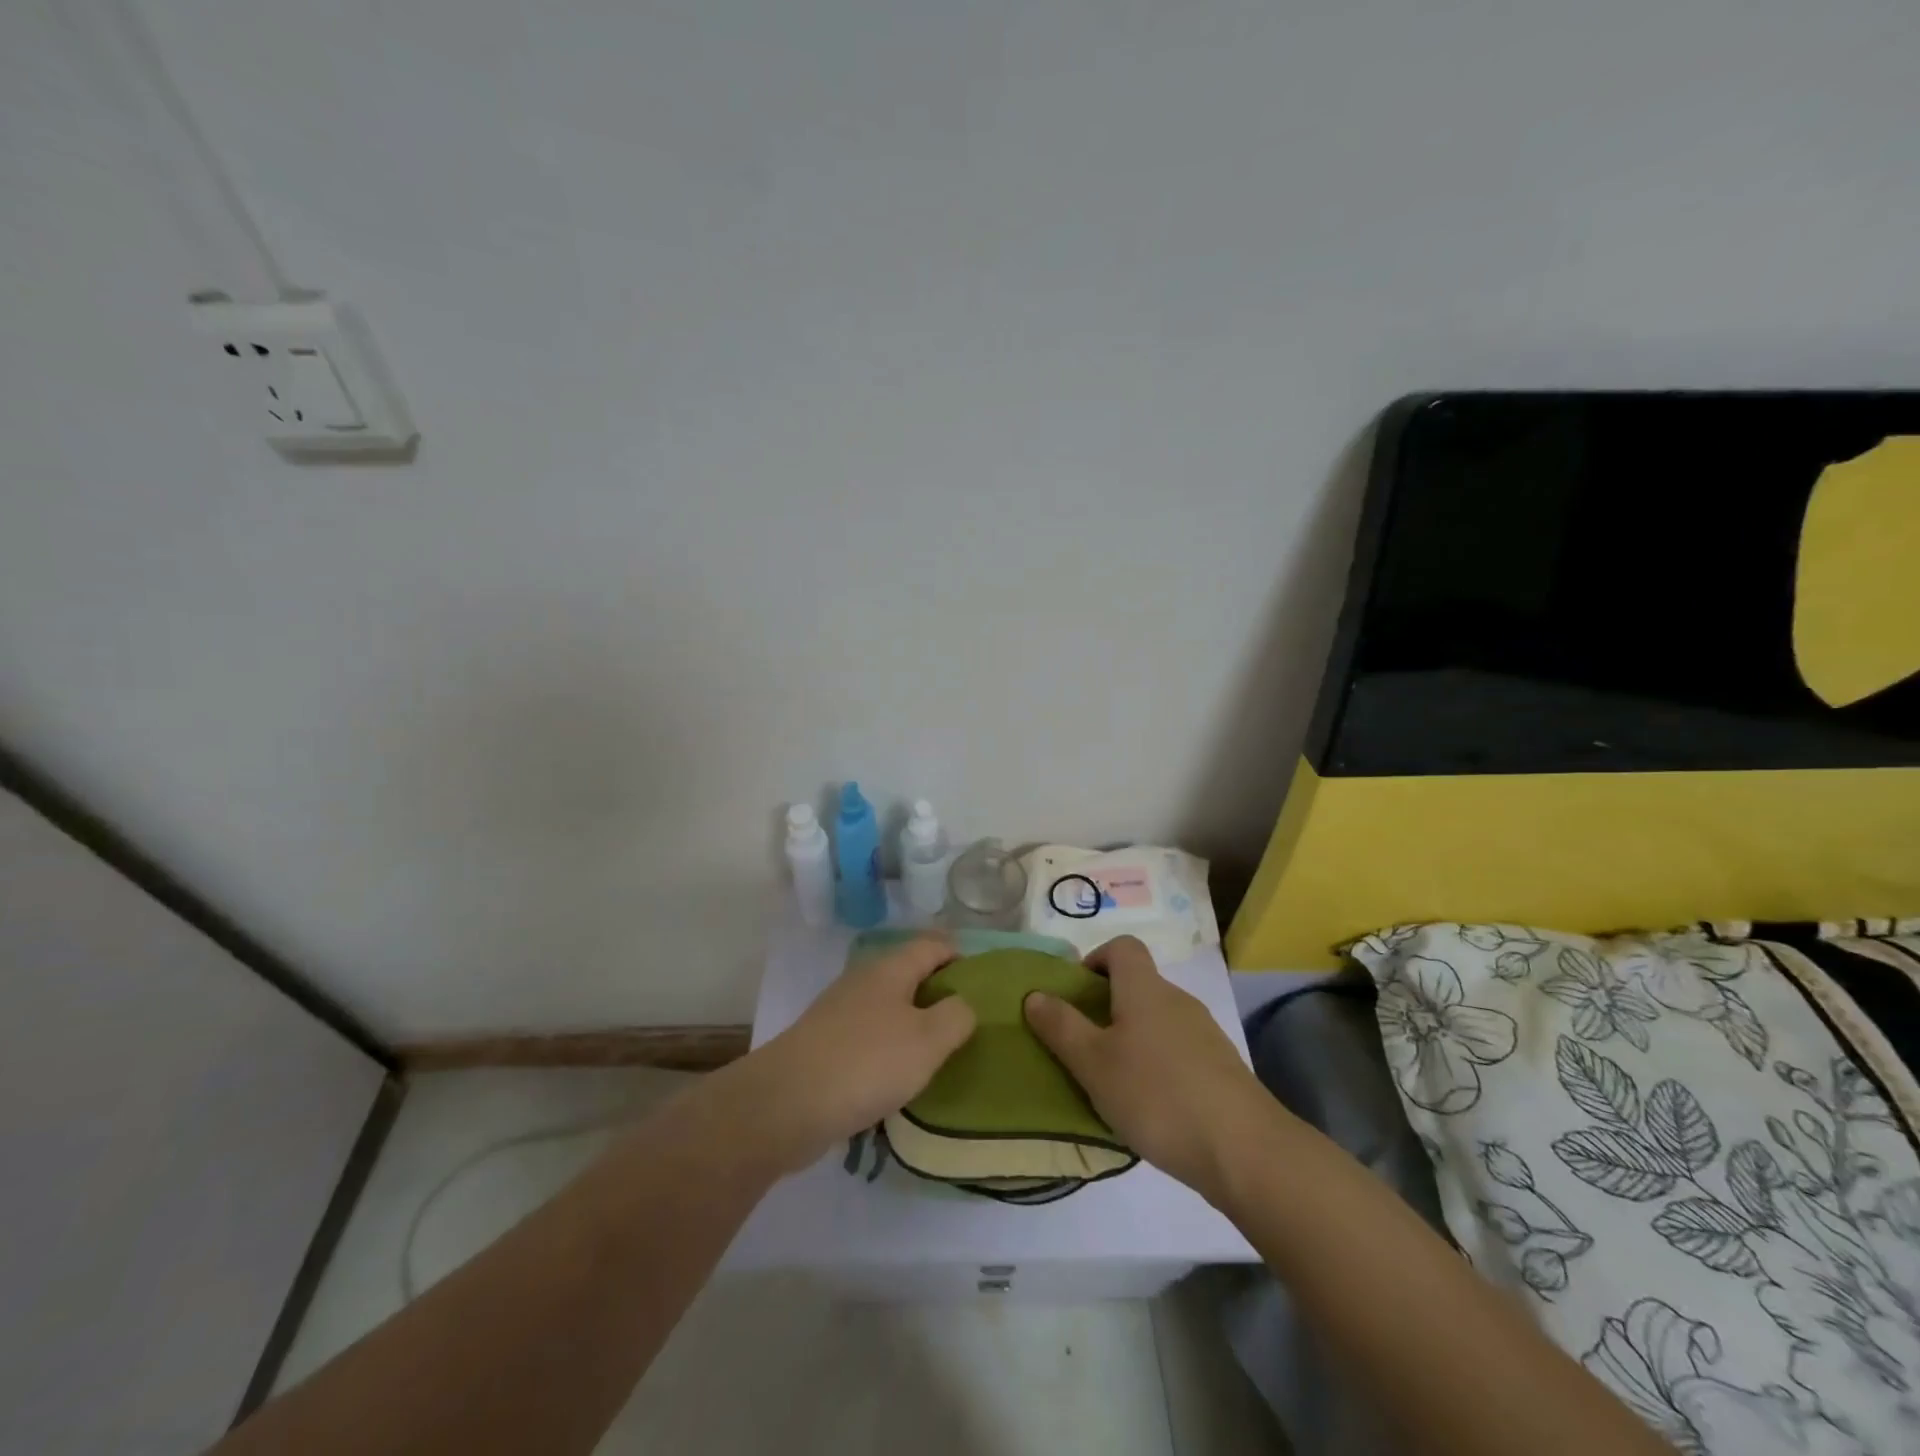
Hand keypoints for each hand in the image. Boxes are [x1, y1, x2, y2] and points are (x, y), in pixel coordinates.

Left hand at [729, 935, 975, 1174]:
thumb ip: (956, 1017)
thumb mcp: (928, 1040)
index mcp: (890, 969)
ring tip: (939, 1049)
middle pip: (908, 973)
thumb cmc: (866, 1063)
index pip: (932, 945)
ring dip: (912, 1021)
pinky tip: (899, 1076)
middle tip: (966, 1018)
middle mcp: (863, 981)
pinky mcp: (825, 1046)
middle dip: (937, 990)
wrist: (786, 1104)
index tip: (983, 979)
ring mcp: (839, 1013)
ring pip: (887, 1006)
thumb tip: (962, 1003)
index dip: (958, 954)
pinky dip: (889, 1047)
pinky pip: (869, 1036)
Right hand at [1024, 935, 1268, 1197]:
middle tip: (1084, 1047)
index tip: (1076, 996)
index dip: (1095, 960)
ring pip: (1157, 1021)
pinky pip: (1178, 1051)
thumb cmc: (1157, 1096)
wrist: (1245, 1150)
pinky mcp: (1221, 1068)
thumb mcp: (1093, 1064)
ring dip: (1132, 1040)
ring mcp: (1204, 1033)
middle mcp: (1177, 1000)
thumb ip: (1061, 1027)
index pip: (1122, 947)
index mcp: (1145, 989)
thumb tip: (1035, 994)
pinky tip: (1151, 1107)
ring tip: (1113, 1083)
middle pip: (1138, 985)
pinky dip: (1158, 1065)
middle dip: (1107, 1008)